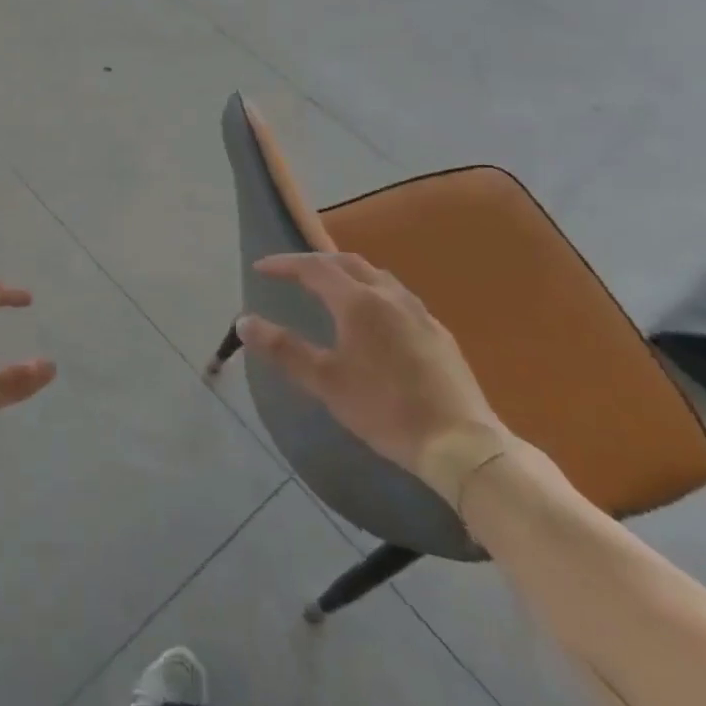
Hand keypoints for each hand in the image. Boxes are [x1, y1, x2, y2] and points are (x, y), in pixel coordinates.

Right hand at [237, 253, 507, 500]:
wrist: (461, 444)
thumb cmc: (384, 409)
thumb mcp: (325, 382)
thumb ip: (283, 349)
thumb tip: (244, 322)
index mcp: (359, 302)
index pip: (314, 268)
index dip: (284, 264)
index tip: (260, 268)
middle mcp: (389, 296)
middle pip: (347, 262)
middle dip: (315, 262)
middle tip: (292, 273)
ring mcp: (419, 312)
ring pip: (376, 276)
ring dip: (346, 273)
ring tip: (329, 288)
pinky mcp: (438, 333)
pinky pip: (397, 296)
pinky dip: (372, 292)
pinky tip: (373, 318)